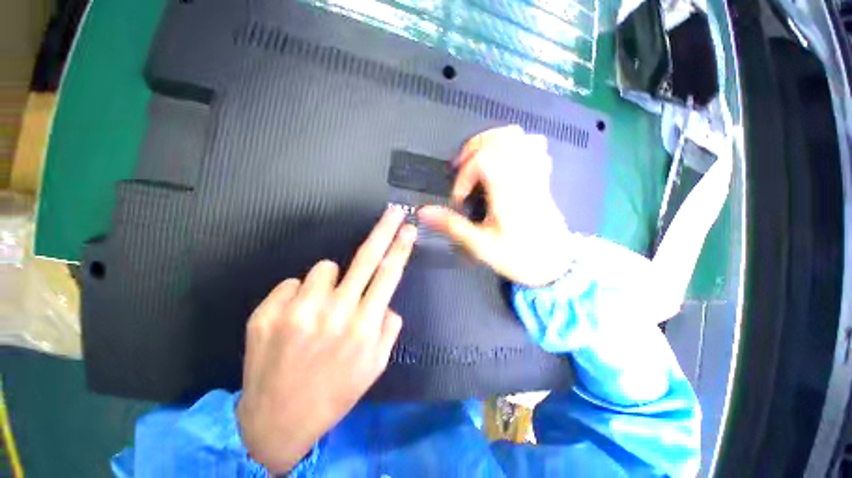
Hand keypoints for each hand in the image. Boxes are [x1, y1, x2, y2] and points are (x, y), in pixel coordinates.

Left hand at [237, 208, 415, 472]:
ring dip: (328, 282)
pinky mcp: (268, 312)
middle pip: (365, 257)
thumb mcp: (376, 364)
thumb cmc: (336, 390)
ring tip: (321, 309)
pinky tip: (295, 320)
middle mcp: (335, 312)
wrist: (278, 419)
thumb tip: (385, 299)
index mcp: (364, 325)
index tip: (409, 227)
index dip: (401, 247)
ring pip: (324, 268)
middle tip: (393, 212)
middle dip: (383, 230)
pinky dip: (298, 296)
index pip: (389, 274)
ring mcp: (299, 310)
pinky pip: (293, 283)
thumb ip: (389, 326)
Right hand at [418, 125, 572, 286]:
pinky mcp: (542, 177)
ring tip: (478, 162)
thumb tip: (423, 212)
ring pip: (518, 136)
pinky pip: (534, 146)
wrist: (556, 265)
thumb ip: (452, 226)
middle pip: (501, 138)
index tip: (459, 198)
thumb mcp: (481, 246)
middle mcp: (523, 175)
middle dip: (474, 149)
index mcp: (508, 191)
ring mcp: (536, 174)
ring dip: (492, 142)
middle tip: (462, 170)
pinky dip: (515, 145)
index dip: (464, 174)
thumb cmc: (518, 257)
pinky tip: (503, 162)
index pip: (483, 160)